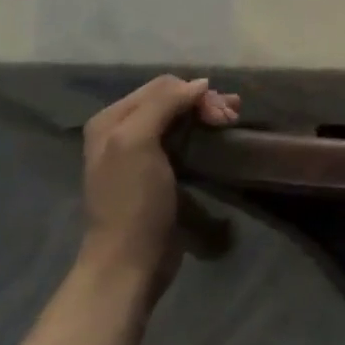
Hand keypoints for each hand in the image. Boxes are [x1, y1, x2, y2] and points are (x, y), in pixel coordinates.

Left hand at [79, 75, 238, 288]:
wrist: (130, 261)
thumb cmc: (133, 201)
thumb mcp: (137, 144)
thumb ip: (163, 105)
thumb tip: (200, 83)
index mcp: (111, 120)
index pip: (162, 86)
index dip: (195, 94)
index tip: (222, 115)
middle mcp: (123, 130)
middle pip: (172, 100)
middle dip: (204, 102)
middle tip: (232, 117)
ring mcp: (141, 152)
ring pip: (181, 118)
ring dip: (208, 114)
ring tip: (233, 121)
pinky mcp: (160, 172)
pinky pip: (185, 139)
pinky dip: (205, 133)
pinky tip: (222, 135)